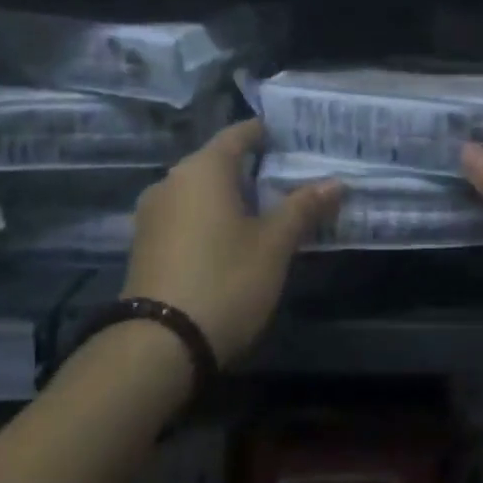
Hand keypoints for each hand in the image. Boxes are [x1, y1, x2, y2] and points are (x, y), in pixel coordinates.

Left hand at [122, 120, 341, 365]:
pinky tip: (233, 239)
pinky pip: (186, 215)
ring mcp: (153, 213)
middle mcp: (172, 180)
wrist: (157, 348)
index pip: (239, 133)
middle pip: (219, 161)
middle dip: (254, 169)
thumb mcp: (274, 245)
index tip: (295, 139)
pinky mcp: (145, 244)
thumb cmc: (224, 281)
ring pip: (201, 191)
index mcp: (204, 168)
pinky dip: (211, 217)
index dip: (267, 133)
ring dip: (232, 196)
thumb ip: (303, 208)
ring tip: (268, 211)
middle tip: (291, 179)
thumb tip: (336, 181)